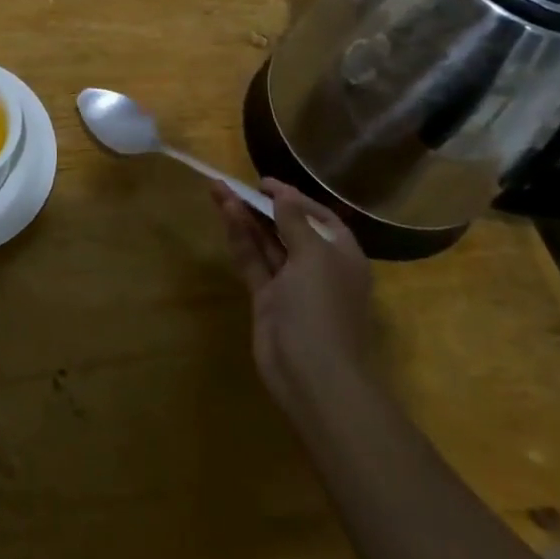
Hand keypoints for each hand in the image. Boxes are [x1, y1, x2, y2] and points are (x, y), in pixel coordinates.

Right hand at [212, 178, 376, 419]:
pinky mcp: (267, 299)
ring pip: (266, 242)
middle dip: (263, 204)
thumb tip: (283, 195)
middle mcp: (318, 267)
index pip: (319, 217)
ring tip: (218, 189)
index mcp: (341, 256)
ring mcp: (291, 285)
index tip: (264, 183)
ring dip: (245, 216)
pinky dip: (239, 237)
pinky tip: (225, 214)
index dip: (293, 197)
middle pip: (288, 227)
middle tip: (235, 182)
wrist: (313, 376)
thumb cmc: (322, 308)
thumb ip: (294, 221)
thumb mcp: (313, 255)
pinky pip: (253, 260)